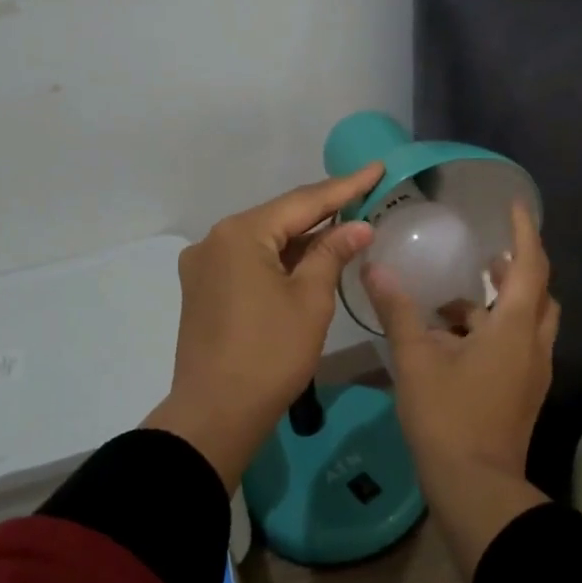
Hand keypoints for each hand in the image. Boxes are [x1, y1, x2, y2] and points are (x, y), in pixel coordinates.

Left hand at [145, 163, 383, 488]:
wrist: (215, 414)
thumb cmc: (270, 354)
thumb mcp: (310, 299)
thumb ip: (332, 253)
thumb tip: (358, 225)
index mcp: (240, 234)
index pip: (303, 202)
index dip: (345, 186)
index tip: (377, 168)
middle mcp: (215, 239)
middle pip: (280, 216)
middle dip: (324, 209)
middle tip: (365, 194)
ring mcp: (205, 265)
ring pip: (264, 239)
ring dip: (303, 236)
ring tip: (346, 224)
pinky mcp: (204, 289)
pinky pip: (250, 260)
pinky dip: (281, 257)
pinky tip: (309, 257)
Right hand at [363, 202, 559, 576]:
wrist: (476, 487)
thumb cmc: (448, 417)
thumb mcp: (417, 360)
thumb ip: (398, 311)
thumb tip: (376, 268)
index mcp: (515, 328)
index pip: (530, 265)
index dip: (526, 231)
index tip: (517, 204)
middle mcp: (533, 345)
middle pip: (539, 292)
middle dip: (517, 267)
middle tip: (488, 253)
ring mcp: (532, 372)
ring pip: (529, 321)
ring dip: (503, 302)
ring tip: (461, 295)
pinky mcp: (523, 392)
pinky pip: (518, 345)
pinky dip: (495, 331)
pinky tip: (456, 339)